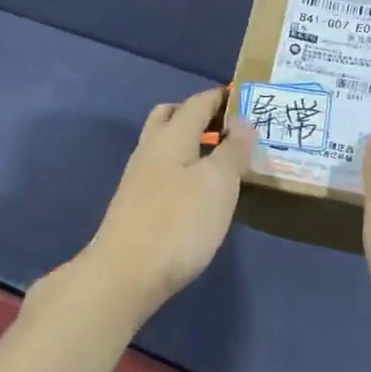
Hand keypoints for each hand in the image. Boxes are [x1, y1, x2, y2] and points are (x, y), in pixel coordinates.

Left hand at [72, 87, 252, 326]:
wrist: (124, 274)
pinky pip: (162, 170)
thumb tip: (242, 121)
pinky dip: (182, 168)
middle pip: (171, 117)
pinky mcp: (135, 205)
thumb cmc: (178, 222)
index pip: (198, 102)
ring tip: (219, 160)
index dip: (221, 97)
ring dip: (189, 142)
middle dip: (198, 114)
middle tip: (228, 127)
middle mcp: (150, 149)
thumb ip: (232, 149)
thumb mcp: (218, 183)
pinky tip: (197, 191)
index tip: (246, 98)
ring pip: (164, 144)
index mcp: (172, 136)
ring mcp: (138, 178)